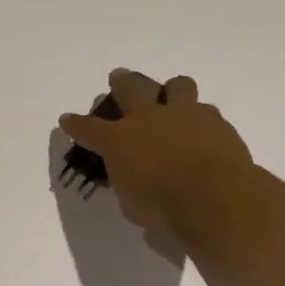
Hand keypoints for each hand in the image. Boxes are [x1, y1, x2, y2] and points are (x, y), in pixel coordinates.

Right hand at [60, 70, 254, 247]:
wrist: (214, 199)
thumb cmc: (161, 207)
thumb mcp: (129, 202)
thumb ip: (126, 182)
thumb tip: (127, 176)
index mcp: (119, 140)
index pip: (88, 128)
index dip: (75, 125)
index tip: (67, 121)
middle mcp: (149, 119)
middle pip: (131, 88)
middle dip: (121, 82)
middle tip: (118, 77)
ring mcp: (185, 115)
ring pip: (177, 85)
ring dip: (170, 89)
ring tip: (171, 96)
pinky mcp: (217, 121)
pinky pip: (205, 110)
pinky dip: (199, 118)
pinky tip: (200, 130)